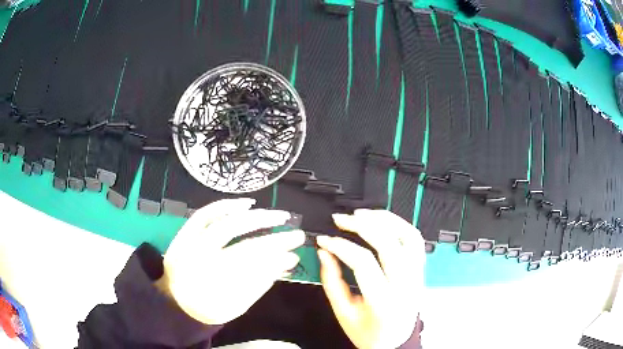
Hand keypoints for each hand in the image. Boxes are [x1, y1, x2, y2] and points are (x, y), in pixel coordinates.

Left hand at [161, 198, 304, 324]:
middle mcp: (201, 262)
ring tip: (279, 215)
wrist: (173, 301)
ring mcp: (190, 244)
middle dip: (273, 240)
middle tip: (295, 234)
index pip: (252, 270)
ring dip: (256, 218)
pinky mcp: (184, 233)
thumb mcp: (234, 306)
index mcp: (213, 285)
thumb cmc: (206, 308)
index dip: (275, 261)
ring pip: (224, 224)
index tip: (294, 256)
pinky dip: (225, 206)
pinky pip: (204, 214)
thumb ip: (258, 285)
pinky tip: (246, 204)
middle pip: (242, 246)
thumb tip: (285, 263)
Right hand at [317, 209, 424, 348]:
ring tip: (362, 214)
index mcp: (383, 301)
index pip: (363, 262)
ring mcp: (417, 276)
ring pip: (407, 236)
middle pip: (388, 244)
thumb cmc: (369, 333)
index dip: (340, 246)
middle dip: (361, 225)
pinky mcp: (421, 271)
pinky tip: (383, 221)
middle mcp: (405, 285)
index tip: (324, 240)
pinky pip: (416, 240)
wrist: (394, 342)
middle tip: (341, 219)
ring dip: (385, 219)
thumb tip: (325, 253)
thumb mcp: (343, 313)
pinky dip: (400, 225)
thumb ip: (331, 282)